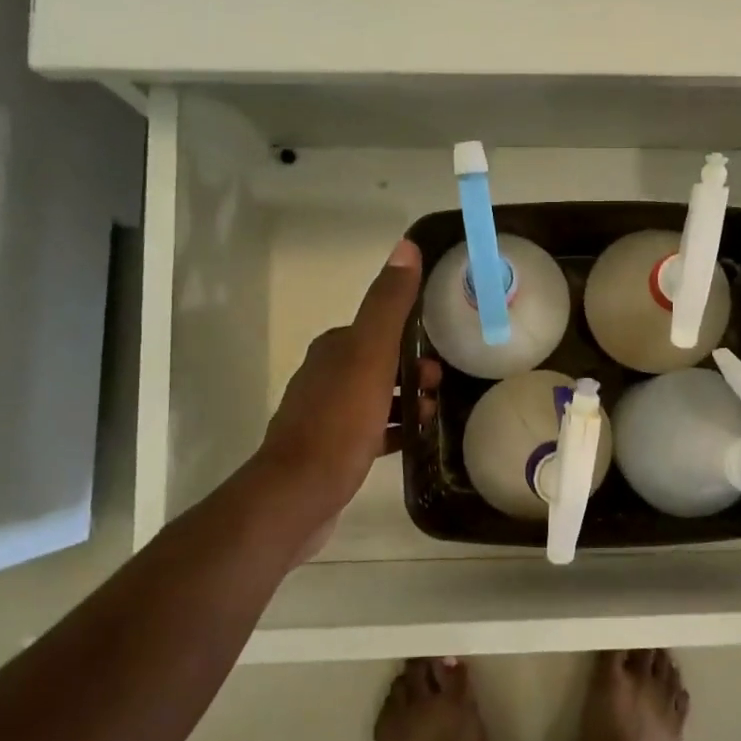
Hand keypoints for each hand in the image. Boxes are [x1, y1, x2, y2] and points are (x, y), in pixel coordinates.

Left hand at [242, 239, 434, 551]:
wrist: (298, 495)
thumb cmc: (339, 423)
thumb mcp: (370, 356)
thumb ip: (388, 305)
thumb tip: (406, 246)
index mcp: (334, 349)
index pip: (378, 329)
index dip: (412, 336)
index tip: (443, 350)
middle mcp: (325, 376)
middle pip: (380, 363)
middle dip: (413, 370)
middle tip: (441, 388)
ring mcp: (326, 415)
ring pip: (376, 397)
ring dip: (407, 401)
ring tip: (434, 416)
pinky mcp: (331, 450)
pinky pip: (371, 430)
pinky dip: (395, 430)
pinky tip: (415, 442)